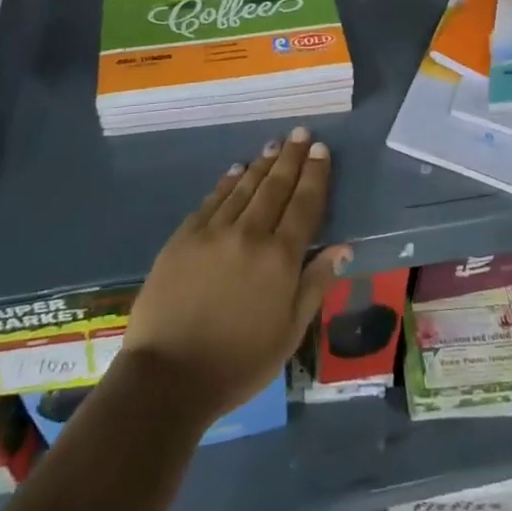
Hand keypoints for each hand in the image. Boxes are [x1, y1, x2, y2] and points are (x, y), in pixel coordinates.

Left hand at [122, 127, 351, 421]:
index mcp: (280, 258)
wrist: (168, 377)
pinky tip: (236, 170)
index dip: (315, 175)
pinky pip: (212, 200)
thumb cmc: (238, 363)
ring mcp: (213, 231)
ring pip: (244, 187)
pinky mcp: (184, 237)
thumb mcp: (289, 334)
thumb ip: (315, 285)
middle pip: (275, 186)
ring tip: (275, 144)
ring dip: (261, 164)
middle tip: (302, 133)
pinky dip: (227, 182)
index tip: (321, 150)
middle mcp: (250, 234)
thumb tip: (343, 248)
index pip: (305, 204)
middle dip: (291, 158)